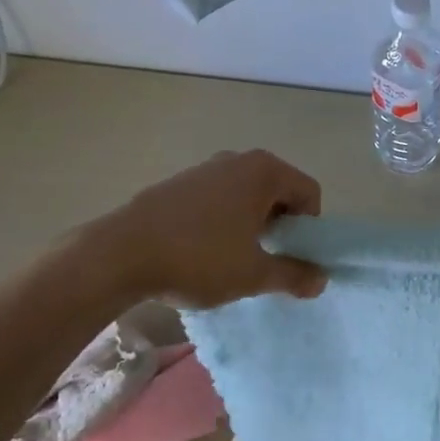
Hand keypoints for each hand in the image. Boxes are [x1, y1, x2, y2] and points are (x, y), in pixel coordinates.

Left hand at [73, 150, 328, 310]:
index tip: (290, 255)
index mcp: (264, 172)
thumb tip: (321, 281)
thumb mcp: (254, 274)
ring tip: (232, 257)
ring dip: (251, 223)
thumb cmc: (199, 259)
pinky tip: (202, 250)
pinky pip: (218, 198)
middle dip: (280, 225)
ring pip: (247, 195)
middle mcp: (237, 160)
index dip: (309, 228)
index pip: (309, 193)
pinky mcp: (178, 183)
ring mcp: (204, 168)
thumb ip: (293, 275)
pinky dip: (223, 220)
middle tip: (265, 258)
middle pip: (279, 190)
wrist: (118, 255)